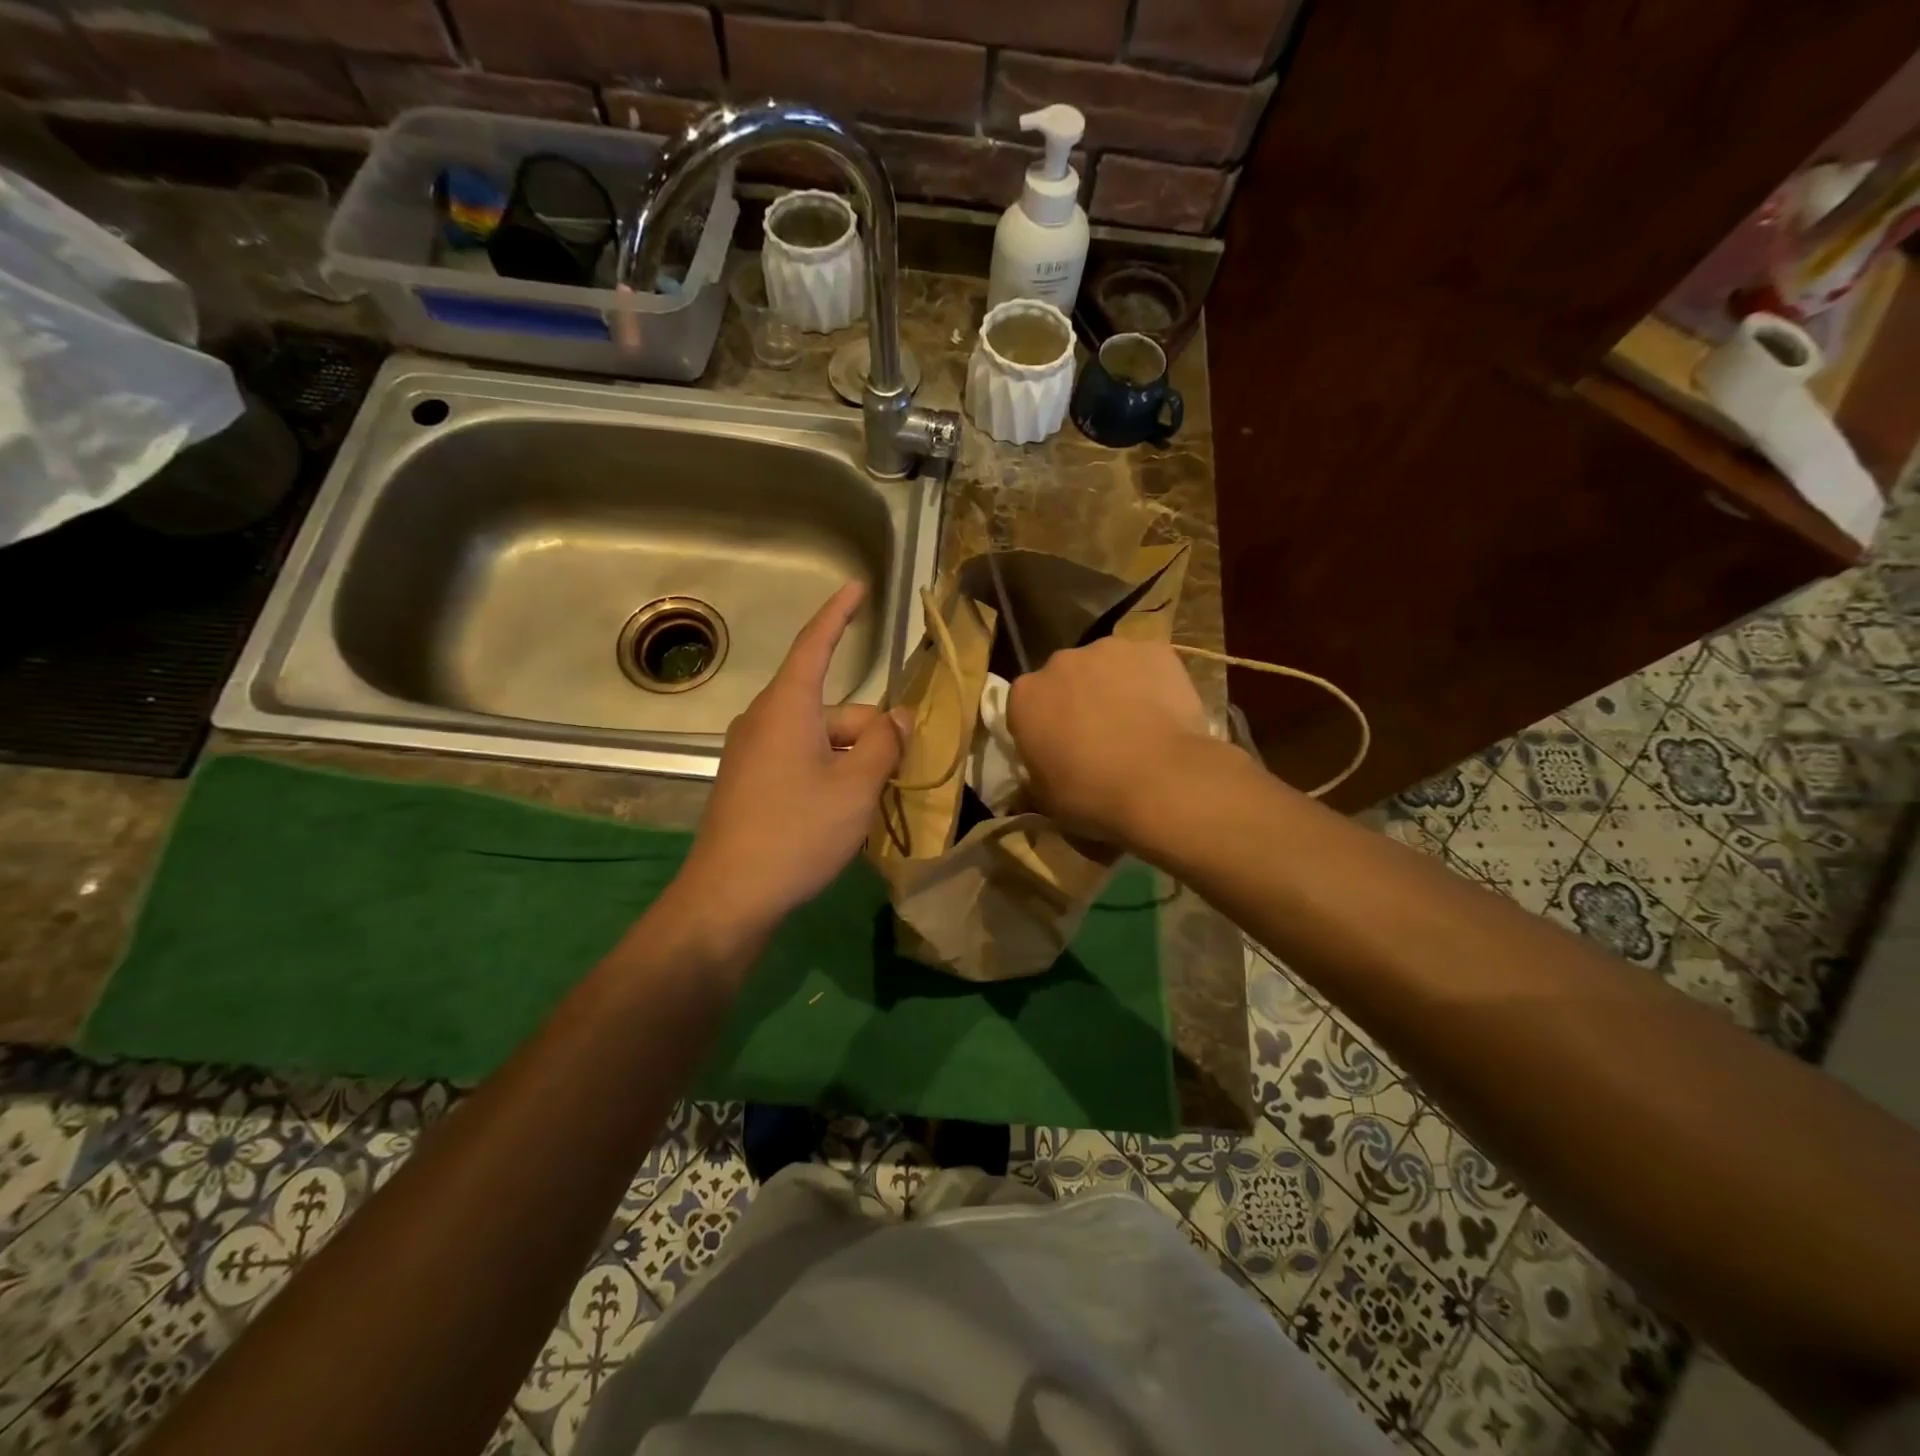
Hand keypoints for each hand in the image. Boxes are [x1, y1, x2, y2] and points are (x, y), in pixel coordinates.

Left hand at [674, 582, 904, 939]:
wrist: (729, 897)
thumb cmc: (797, 831)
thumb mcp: (856, 787)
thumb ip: (884, 743)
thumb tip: (900, 717)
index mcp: (787, 707)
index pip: (815, 644)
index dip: (839, 613)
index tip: (858, 587)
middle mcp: (765, 720)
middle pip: (832, 708)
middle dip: (870, 731)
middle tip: (899, 772)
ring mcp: (752, 753)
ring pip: (820, 738)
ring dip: (853, 759)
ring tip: (872, 803)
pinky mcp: (749, 782)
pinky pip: (801, 760)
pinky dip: (830, 773)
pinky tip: (843, 812)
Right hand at [1006, 637, 1219, 845]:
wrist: (1162, 780)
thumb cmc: (1092, 794)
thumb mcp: (1046, 799)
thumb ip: (1036, 776)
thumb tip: (1038, 775)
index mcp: (1025, 696)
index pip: (1026, 706)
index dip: (1042, 728)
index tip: (1058, 750)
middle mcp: (1060, 662)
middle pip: (1064, 678)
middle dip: (1076, 700)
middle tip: (1099, 737)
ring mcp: (1108, 650)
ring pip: (1106, 666)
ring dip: (1113, 688)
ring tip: (1136, 725)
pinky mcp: (1152, 649)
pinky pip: (1147, 664)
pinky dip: (1151, 682)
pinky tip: (1165, 713)